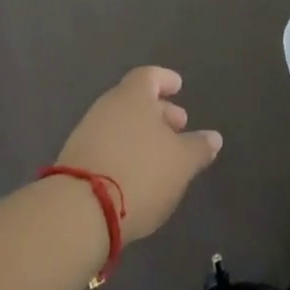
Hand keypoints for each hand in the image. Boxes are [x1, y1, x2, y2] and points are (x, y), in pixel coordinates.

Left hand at [57, 67, 221, 244]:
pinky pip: (107, 147)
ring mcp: (87, 134)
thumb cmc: (140, 173)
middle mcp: (107, 107)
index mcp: (132, 96)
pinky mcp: (75, 163)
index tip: (178, 87)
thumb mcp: (181, 162)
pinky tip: (136, 175)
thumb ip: (199, 147)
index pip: (149, 75)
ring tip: (160, 156)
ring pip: (120, 125)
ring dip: (141, 135)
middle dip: (158, 111)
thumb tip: (213, 137)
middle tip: (178, 127)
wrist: (79, 213)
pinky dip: (124, 152)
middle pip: (135, 100)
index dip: (165, 80)